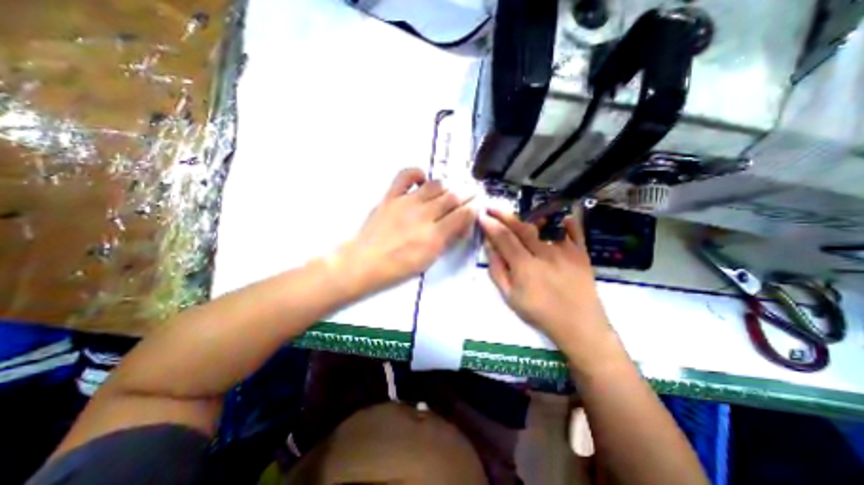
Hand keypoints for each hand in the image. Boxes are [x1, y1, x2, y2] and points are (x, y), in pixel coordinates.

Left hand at [336, 169, 471, 296]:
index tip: (477, 206)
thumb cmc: (397, 268)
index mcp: (434, 235)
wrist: (364, 262)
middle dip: (467, 194)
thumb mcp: (428, 260)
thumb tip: (461, 226)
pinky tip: (422, 179)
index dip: (474, 208)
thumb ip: (447, 241)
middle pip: (452, 197)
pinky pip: (406, 175)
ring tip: (450, 190)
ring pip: (435, 185)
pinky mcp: (391, 196)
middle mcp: (423, 215)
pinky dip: (417, 173)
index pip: (463, 215)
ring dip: (447, 186)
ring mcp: (406, 203)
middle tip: (472, 193)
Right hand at [480, 209, 605, 347]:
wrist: (579, 326)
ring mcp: (565, 251)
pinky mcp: (581, 253)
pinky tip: (560, 217)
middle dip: (504, 214)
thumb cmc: (540, 313)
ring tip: (519, 215)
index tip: (482, 216)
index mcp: (524, 266)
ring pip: (544, 225)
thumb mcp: (510, 297)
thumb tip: (489, 247)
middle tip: (492, 206)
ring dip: (528, 217)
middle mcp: (544, 253)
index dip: (491, 224)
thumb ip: (497, 270)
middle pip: (521, 227)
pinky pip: (574, 230)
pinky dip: (566, 221)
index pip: (503, 237)